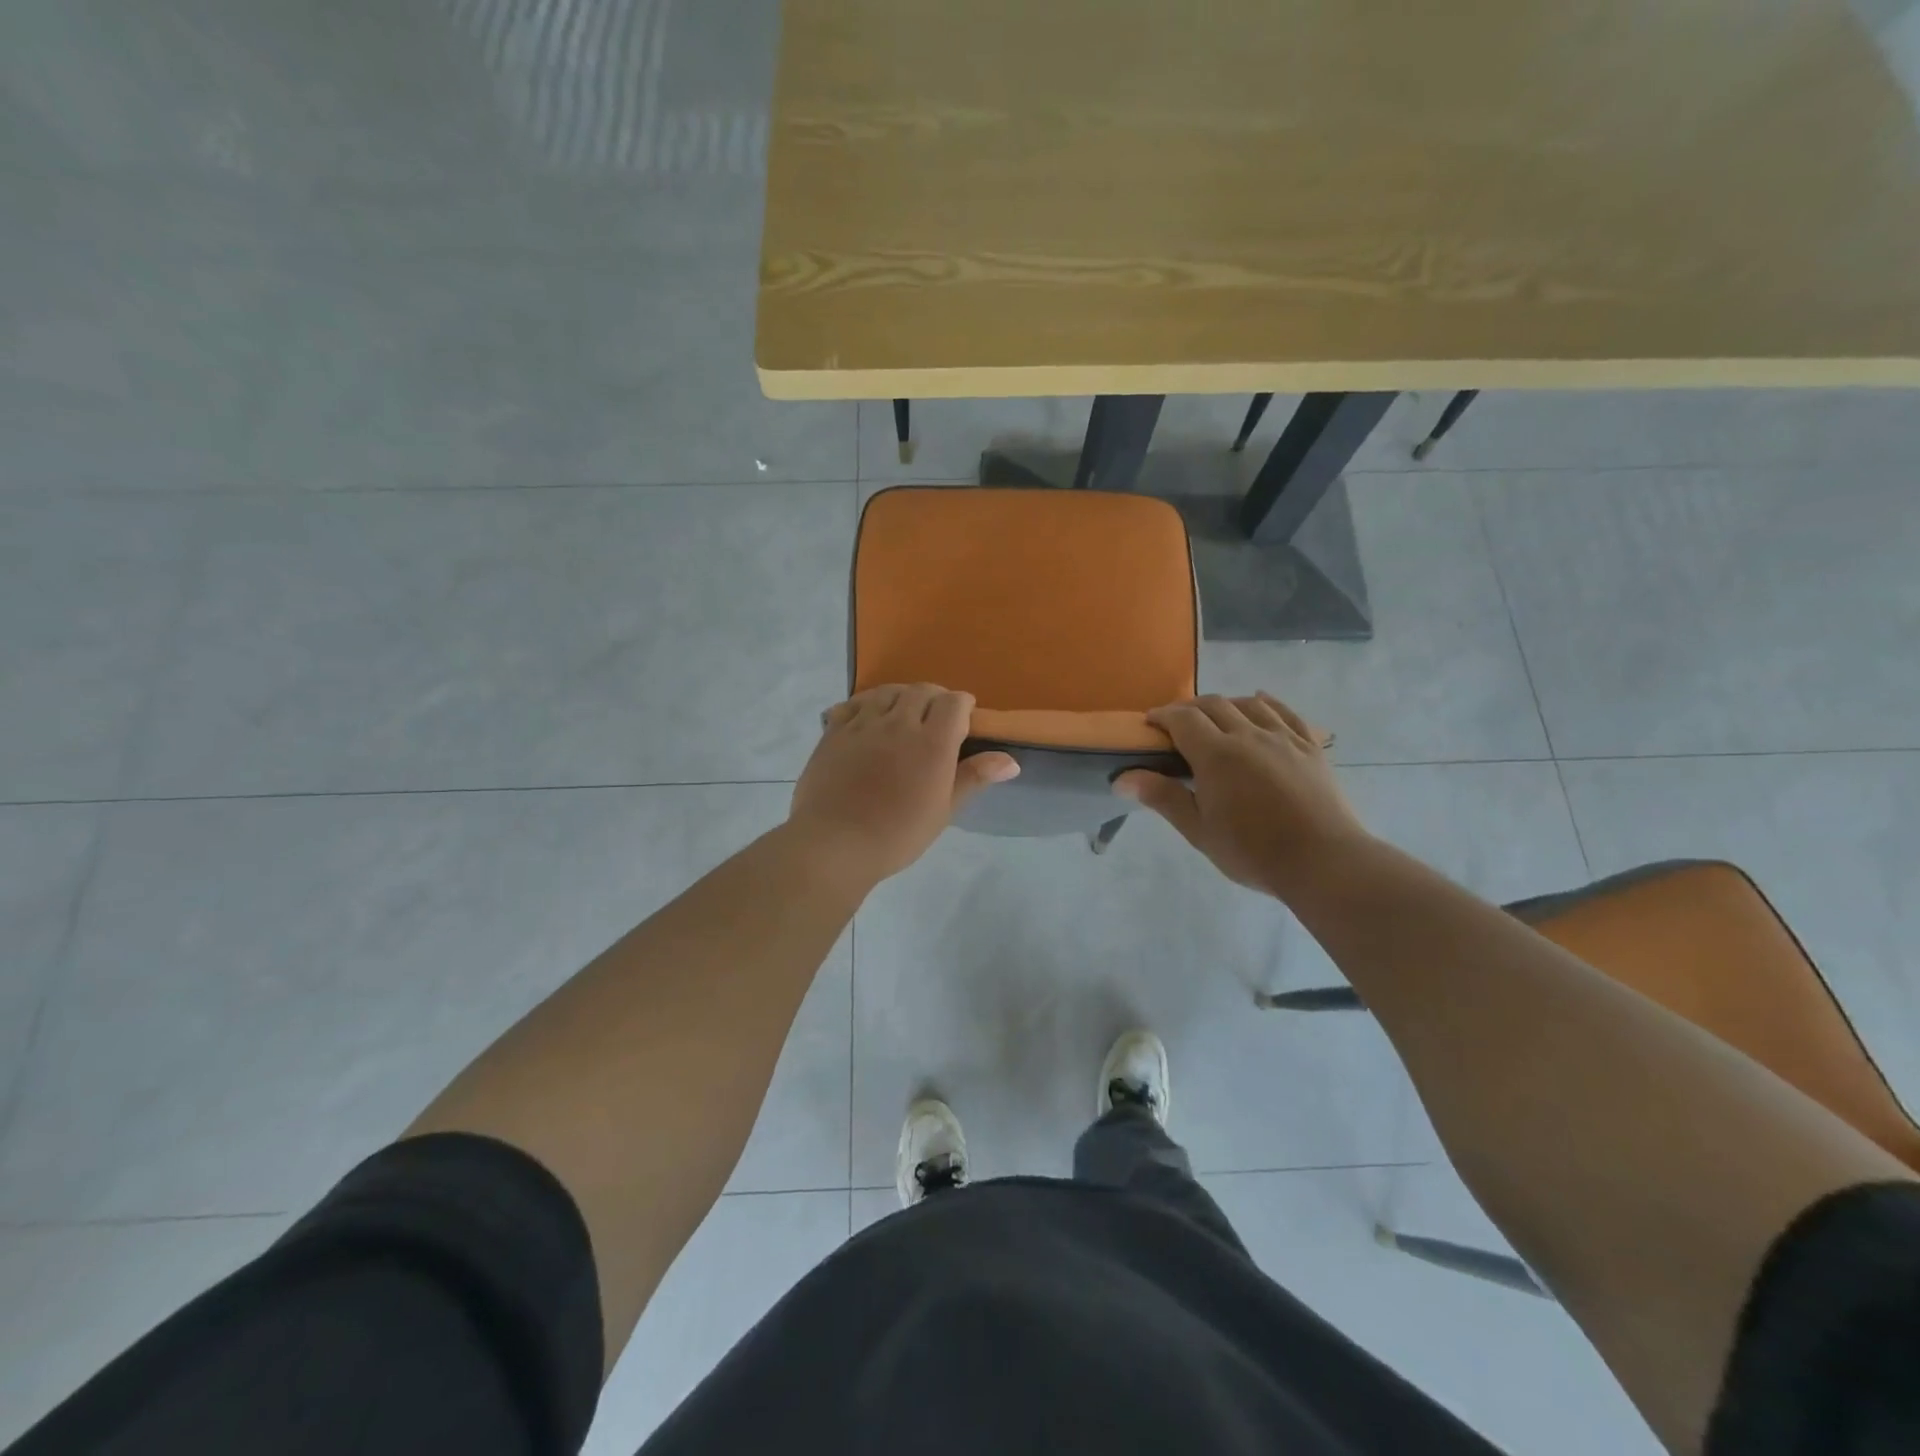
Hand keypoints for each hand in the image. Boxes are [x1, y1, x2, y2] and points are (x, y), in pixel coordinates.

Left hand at [788, 684, 1018, 888]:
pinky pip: (853, 703)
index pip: (954, 703)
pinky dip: (866, 704)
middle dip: (935, 697)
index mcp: (932, 742)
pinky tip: (868, 718)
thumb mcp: (944, 810)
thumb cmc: (898, 834)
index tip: (965, 718)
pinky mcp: (834, 731)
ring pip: (887, 692)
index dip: (963, 705)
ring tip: (903, 712)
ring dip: (901, 696)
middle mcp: (899, 723)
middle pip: (921, 691)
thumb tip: (1011, 761)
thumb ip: (974, 777)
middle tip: (936, 716)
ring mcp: (863, 724)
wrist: (836, 843)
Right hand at [1114, 692, 1370, 900]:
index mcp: (1216, 755)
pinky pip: (1285, 712)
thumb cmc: (1253, 852)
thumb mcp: (1199, 830)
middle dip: (1190, 708)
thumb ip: (1163, 797)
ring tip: (1215, 716)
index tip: (1149, 723)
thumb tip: (1122, 778)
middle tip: (1177, 724)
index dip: (1163, 716)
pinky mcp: (1310, 746)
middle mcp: (1248, 735)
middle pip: (1214, 704)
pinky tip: (1260, 702)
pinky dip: (1267, 702)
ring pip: (1249, 703)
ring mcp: (1283, 737)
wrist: (1323, 861)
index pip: (1182, 719)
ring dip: (1225, 703)